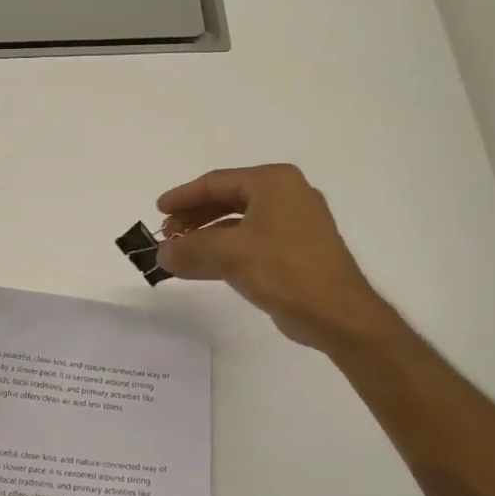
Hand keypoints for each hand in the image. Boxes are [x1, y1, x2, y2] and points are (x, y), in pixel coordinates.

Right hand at [156, 165, 390, 352]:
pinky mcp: (294, 251)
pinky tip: (200, 268)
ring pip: (237, 224)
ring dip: (205, 238)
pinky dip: (224, 252)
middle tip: (167, 234)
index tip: (158, 211)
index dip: (183, 196)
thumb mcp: (229, 254)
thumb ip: (190, 248)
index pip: (217, 182)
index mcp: (274, 183)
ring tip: (178, 253)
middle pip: (227, 200)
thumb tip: (161, 253)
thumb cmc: (284, 270)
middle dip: (193, 218)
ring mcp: (293, 224)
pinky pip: (249, 243)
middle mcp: (286, 195)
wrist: (337, 313)